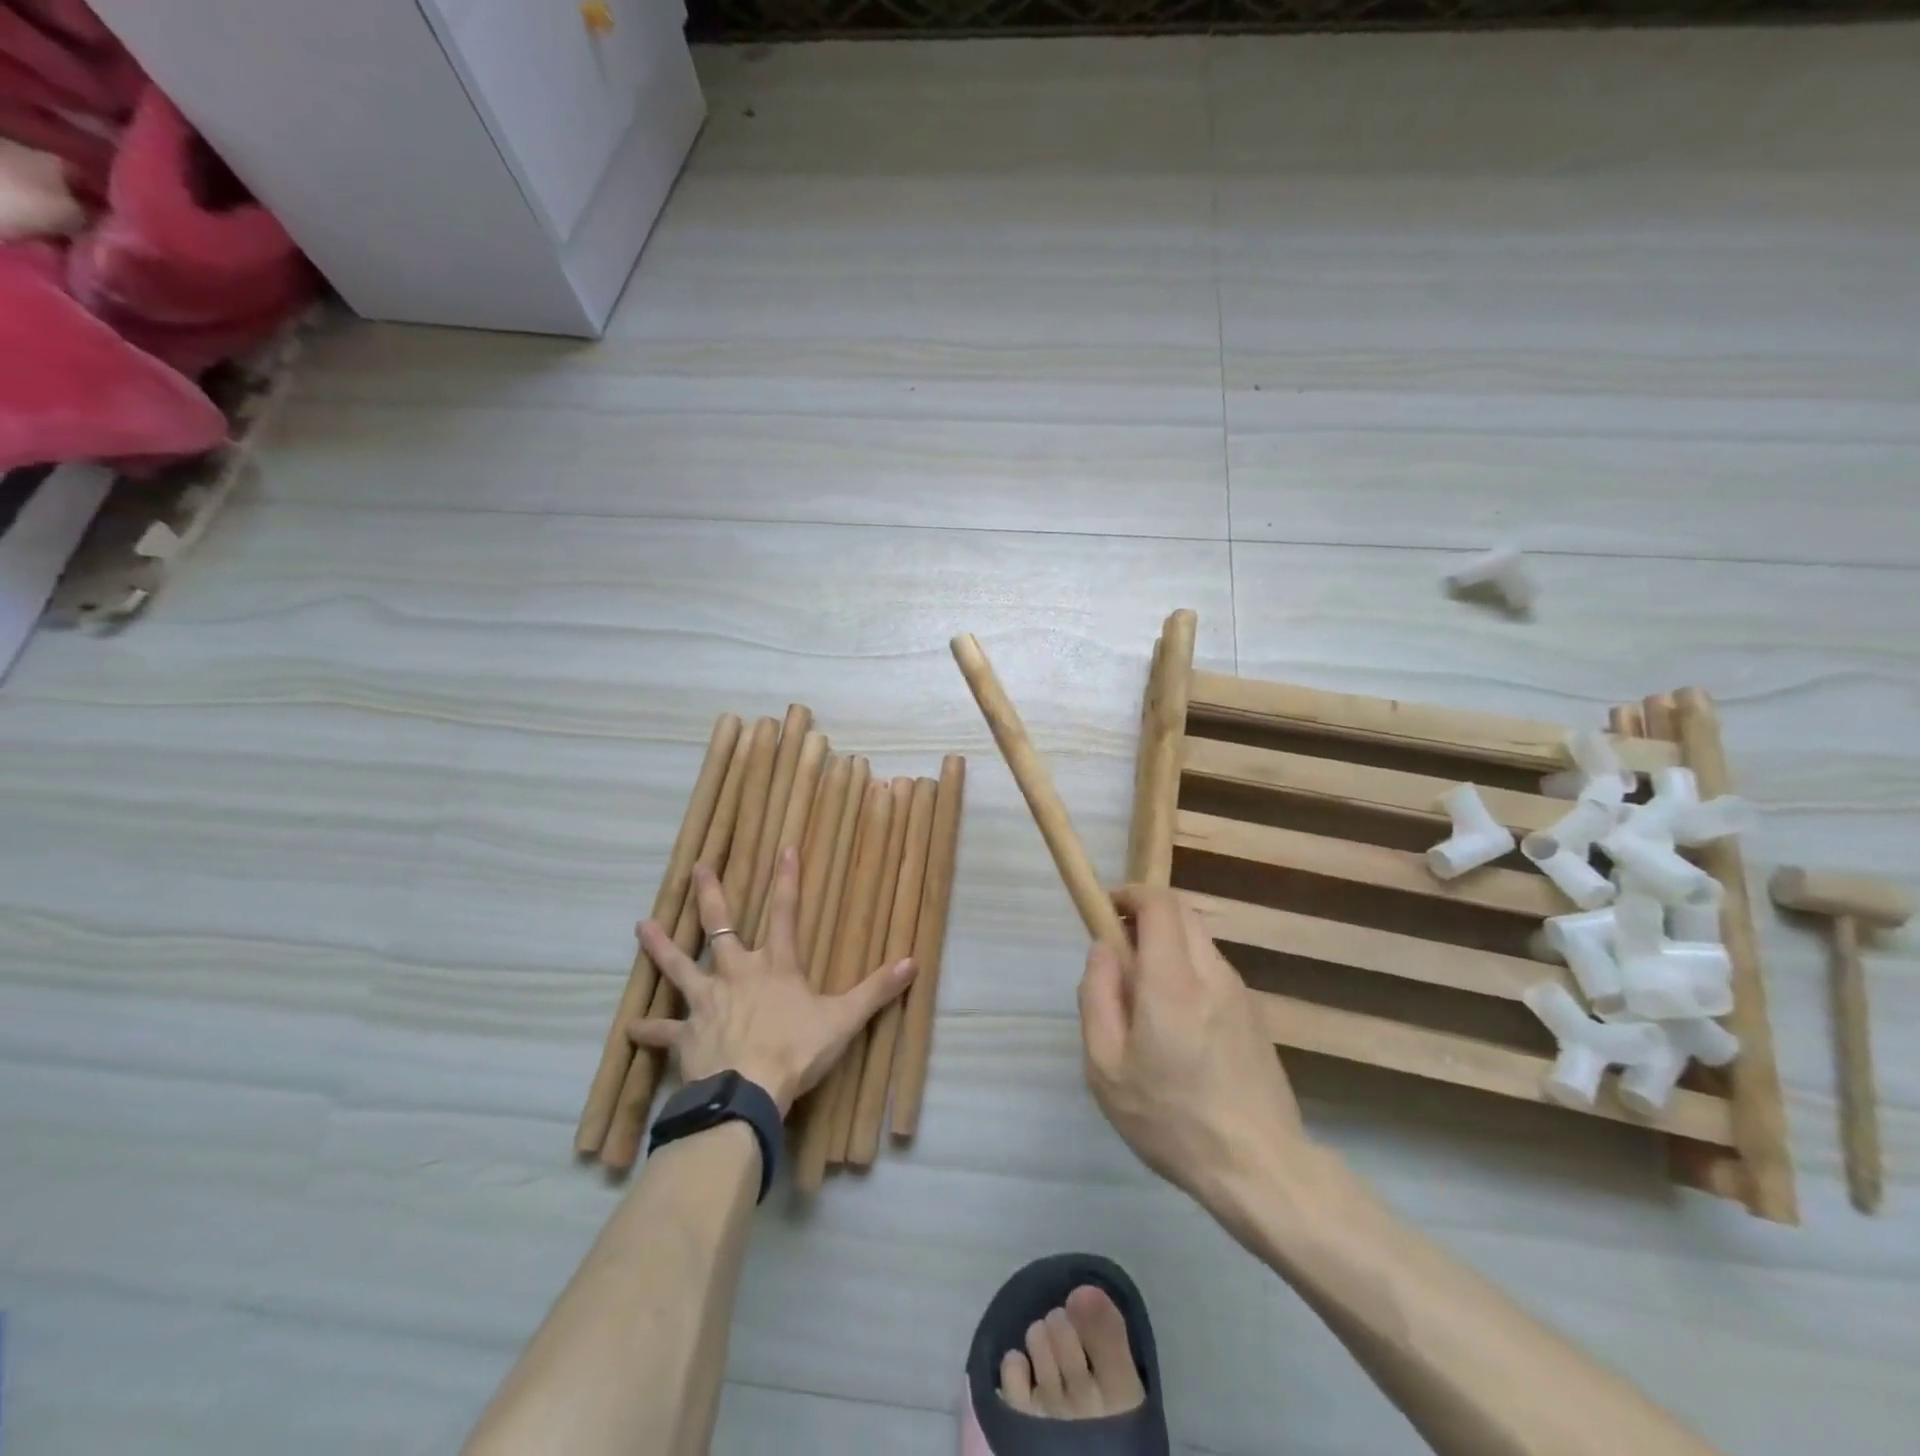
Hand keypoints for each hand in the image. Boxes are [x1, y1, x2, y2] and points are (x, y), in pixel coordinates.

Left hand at [629, 848, 915, 1116]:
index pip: (787, 913)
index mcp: (776, 967)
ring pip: (679, 966)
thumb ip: (876, 990)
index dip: (787, 880)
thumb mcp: (844, 1019)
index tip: (785, 847)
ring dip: (661, 947)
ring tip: (642, 925)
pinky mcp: (686, 1035)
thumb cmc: (797, 1050)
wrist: (748, 1090)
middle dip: (711, 895)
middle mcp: (737, 973)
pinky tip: (631, 1029)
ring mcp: (707, 1002)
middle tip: (698, 867)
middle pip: (721, 926)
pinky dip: (648, 1031)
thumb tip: (913, 962)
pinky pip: (663, 1032)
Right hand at [1078, 885, 1312, 1228]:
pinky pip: (1213, 969)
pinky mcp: (1255, 1013)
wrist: (1260, 1169)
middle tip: (1119, 951)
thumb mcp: (1106, 1068)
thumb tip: (1102, 949)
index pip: (1159, 904)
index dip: (1130, 894)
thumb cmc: (1171, 1120)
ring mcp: (1240, 992)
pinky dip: (1187, 969)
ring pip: (1198, 940)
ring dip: (1167, 944)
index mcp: (1172, 982)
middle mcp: (1212, 974)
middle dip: (1146, 915)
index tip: (1106, 910)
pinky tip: (1176, 1023)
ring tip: (1143, 995)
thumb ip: (1096, 997)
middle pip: (1181, 913)